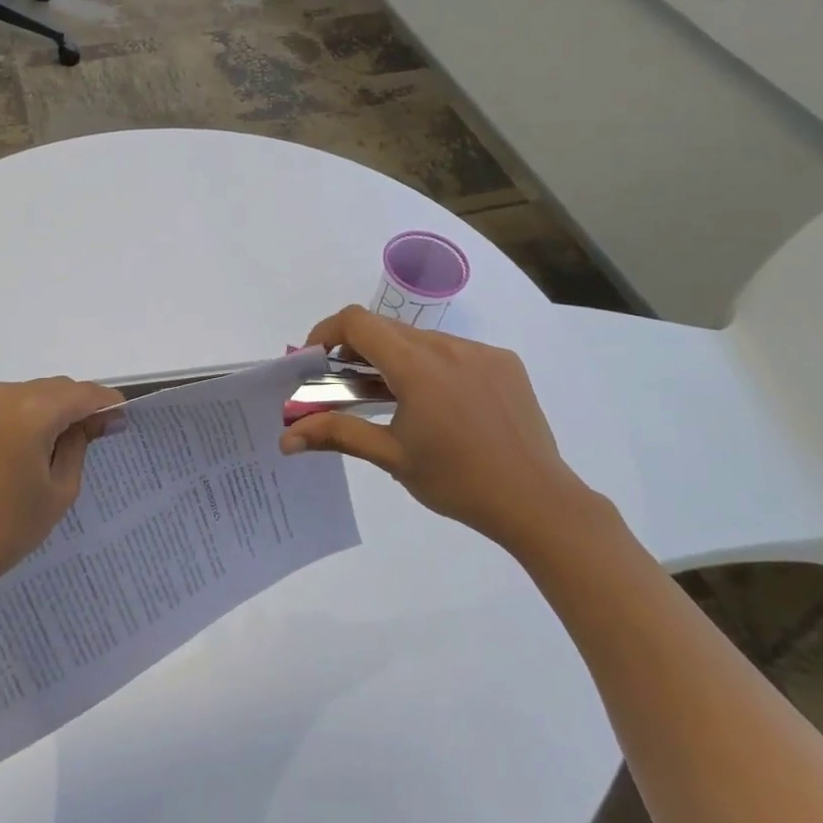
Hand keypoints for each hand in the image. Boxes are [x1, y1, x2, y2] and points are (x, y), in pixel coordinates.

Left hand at [0, 377, 123, 606]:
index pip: (79, 394)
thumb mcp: (59, 491)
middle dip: (66, 407)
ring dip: (27, 411)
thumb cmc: (5, 531)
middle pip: (45, 389)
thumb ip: (80, 444)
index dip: (102, 402)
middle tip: (79, 432)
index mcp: (29, 413)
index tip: (116, 414)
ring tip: (26, 447)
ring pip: (12, 394)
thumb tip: (96, 419)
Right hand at [280, 305, 595, 555]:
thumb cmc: (456, 482)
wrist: (537, 501)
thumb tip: (286, 439)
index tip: (316, 359)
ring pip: (422, 339)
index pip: (357, 321)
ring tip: (393, 399)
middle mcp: (447, 346)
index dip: (328, 331)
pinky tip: (442, 405)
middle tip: (347, 386)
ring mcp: (480, 351)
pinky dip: (434, 366)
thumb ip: (337, 434)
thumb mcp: (391, 457)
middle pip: (388, 329)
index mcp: (416, 365)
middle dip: (359, 349)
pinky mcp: (504, 362)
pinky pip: (456, 351)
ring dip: (397, 358)